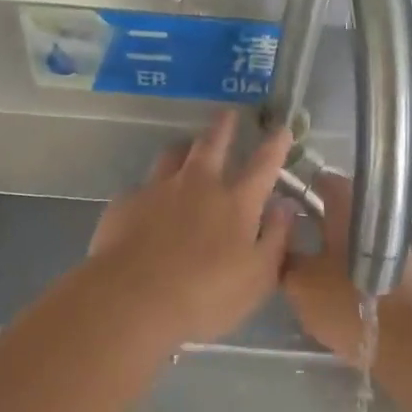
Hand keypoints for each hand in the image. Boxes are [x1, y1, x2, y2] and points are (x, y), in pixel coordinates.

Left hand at [85, 111, 296, 348]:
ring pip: (173, 154)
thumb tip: (286, 206)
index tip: (281, 128)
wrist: (132, 299)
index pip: (263, 164)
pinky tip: (148, 201)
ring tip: (187, 147)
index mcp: (236, 202)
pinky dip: (152, 188)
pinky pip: (142, 185)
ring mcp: (158, 189)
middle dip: (224, 126)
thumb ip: (276, 238)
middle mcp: (198, 184)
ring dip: (185, 148)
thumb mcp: (257, 278)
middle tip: (228, 113)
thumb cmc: (205, 295)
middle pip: (213, 143)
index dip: (275, 145)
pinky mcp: (126, 202)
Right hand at [282, 172, 411, 359]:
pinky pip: (364, 259)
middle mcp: (375, 216)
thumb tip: (279, 243)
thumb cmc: (350, 303)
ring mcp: (392, 244)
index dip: (296, 186)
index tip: (275, 200)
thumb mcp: (301, 284)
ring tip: (300, 264)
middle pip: (337, 208)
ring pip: (351, 236)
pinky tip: (328, 285)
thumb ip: (285, 260)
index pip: (321, 180)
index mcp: (350, 206)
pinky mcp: (400, 272)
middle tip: (281, 236)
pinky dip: (345, 265)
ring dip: (328, 245)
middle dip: (310, 219)